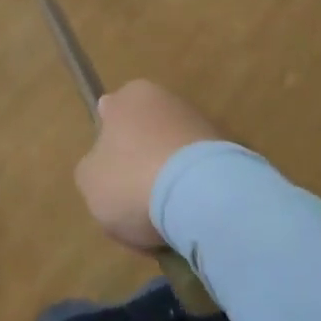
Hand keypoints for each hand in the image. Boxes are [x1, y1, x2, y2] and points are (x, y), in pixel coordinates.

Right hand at [74, 80, 221, 250]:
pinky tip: (190, 223)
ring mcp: (202, 124)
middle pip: (145, 137)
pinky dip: (196, 196)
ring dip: (170, 184)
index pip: (110, 115)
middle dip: (141, 166)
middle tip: (135, 205)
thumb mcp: (88, 180)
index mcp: (129, 95)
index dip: (107, 147)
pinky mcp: (231, 153)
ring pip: (174, 158)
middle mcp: (167, 99)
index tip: (110, 178)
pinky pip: (201, 177)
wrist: (204, 197)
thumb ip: (93, 168)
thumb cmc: (132, 179)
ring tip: (166, 224)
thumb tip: (106, 168)